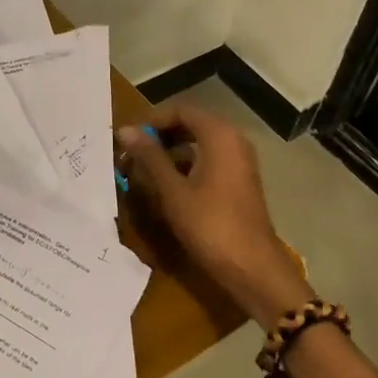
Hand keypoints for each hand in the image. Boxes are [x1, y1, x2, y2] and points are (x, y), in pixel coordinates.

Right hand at [117, 102, 311, 326]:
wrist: (253, 268)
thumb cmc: (210, 225)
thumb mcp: (173, 190)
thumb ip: (149, 157)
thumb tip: (125, 130)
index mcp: (219, 135)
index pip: (181, 110)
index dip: (152, 120)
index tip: (130, 138)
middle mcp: (233, 140)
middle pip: (191, 123)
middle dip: (161, 135)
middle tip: (134, 152)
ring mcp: (240, 161)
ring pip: (200, 142)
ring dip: (172, 150)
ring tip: (145, 169)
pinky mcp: (240, 180)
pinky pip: (209, 159)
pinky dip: (187, 164)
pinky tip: (168, 184)